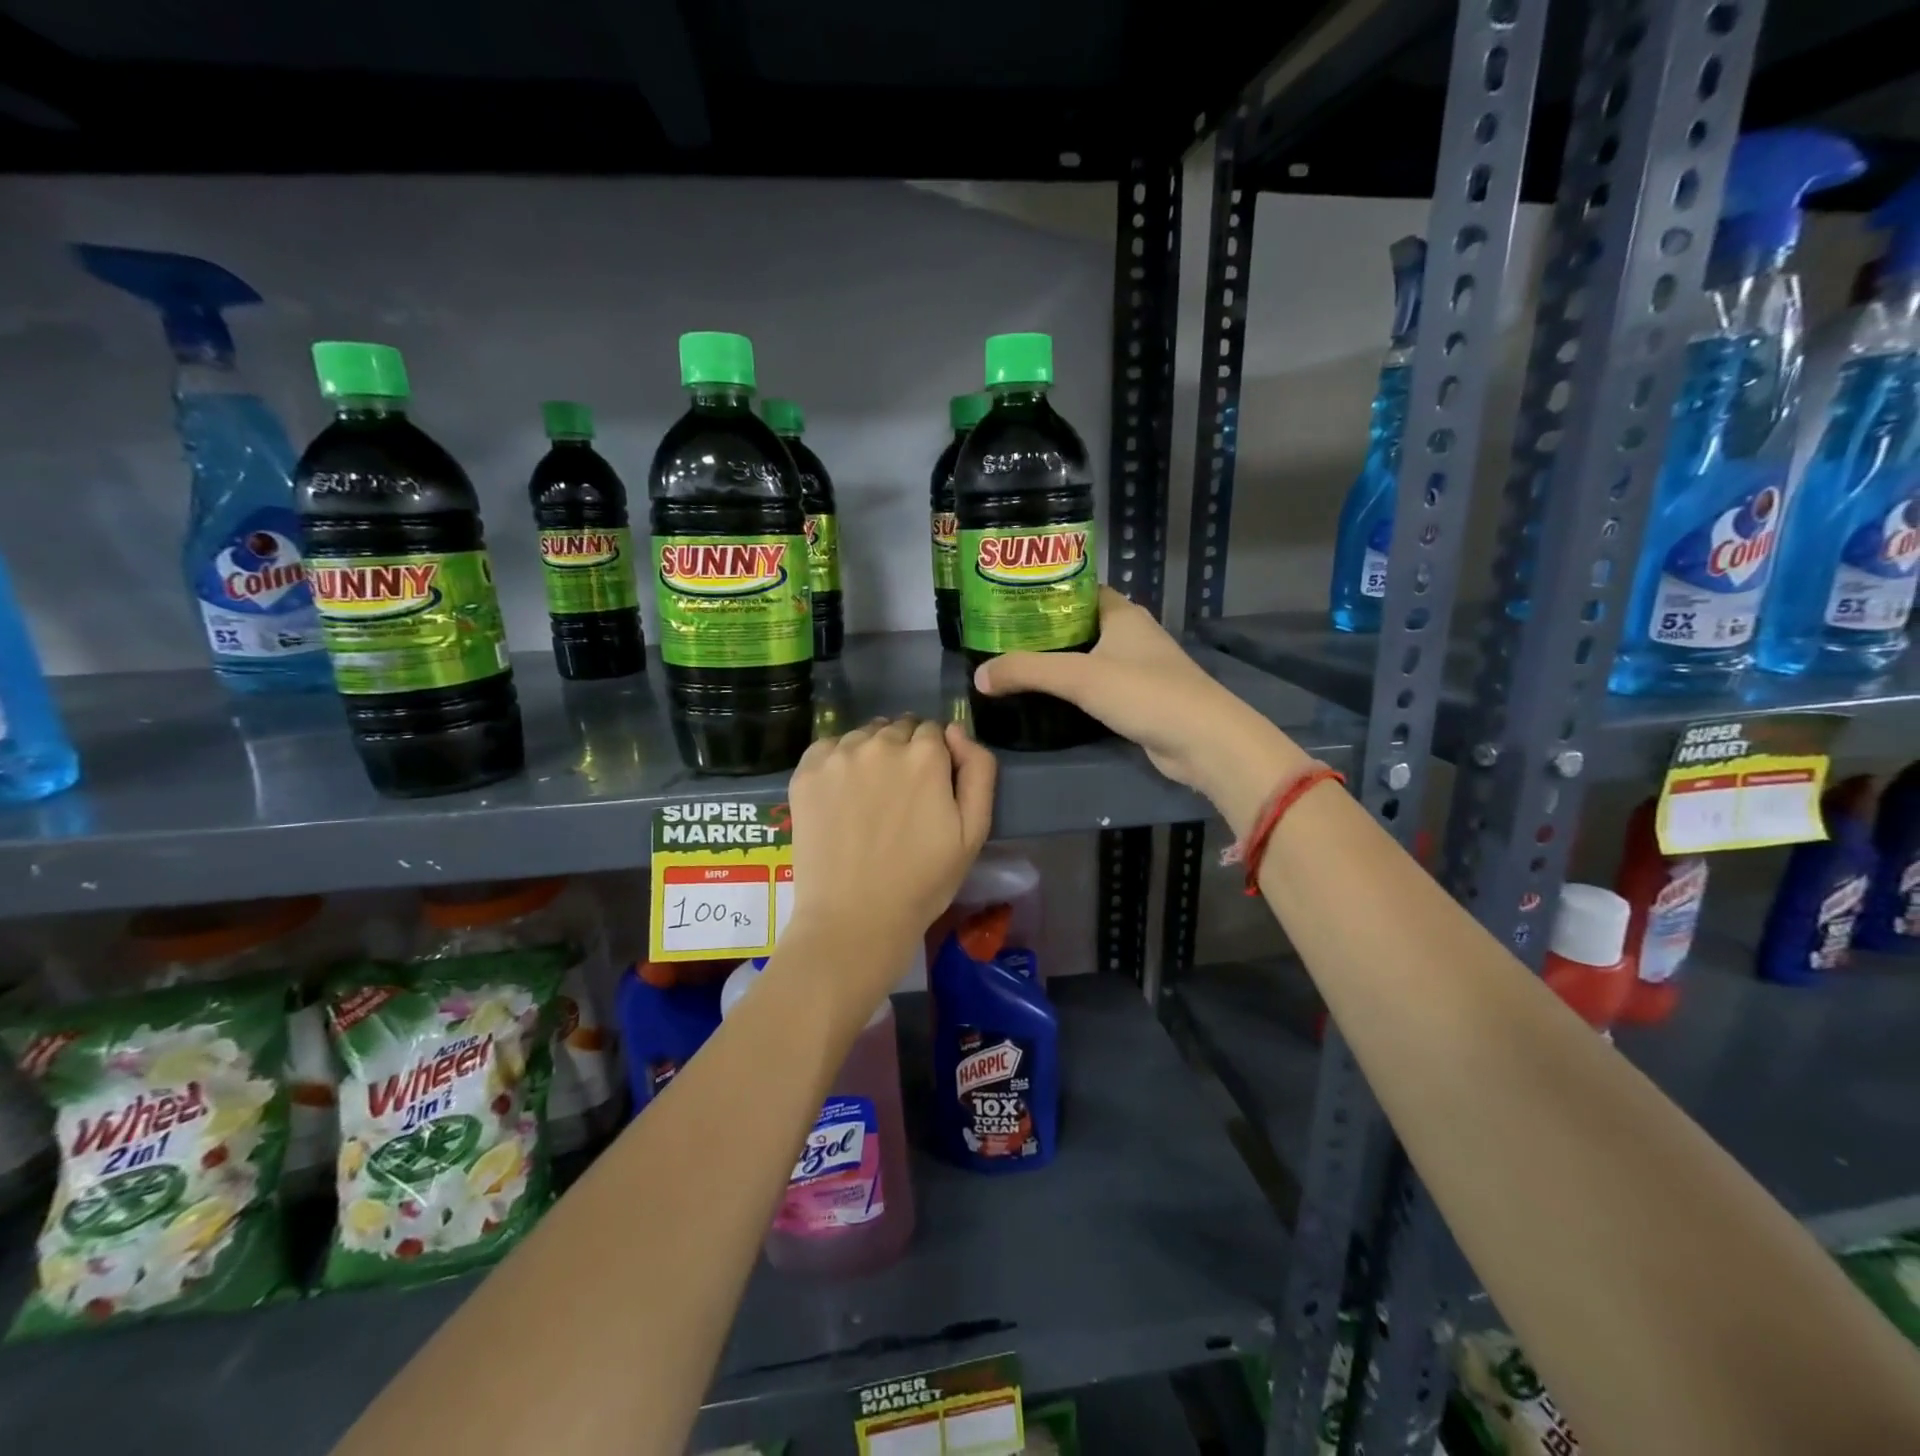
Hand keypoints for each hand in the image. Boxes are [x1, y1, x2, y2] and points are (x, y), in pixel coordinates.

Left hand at [786, 717, 996, 993]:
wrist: (855, 919)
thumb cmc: (923, 881)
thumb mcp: (974, 831)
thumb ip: (978, 769)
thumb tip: (955, 730)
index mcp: (925, 755)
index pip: (934, 731)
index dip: (935, 758)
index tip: (929, 788)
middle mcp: (881, 744)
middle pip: (898, 729)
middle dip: (904, 751)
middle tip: (899, 796)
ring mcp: (839, 756)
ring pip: (863, 736)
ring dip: (870, 754)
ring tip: (868, 798)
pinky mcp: (806, 772)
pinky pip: (829, 748)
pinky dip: (837, 762)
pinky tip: (840, 796)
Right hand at [974, 587, 1308, 832]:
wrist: (1202, 741)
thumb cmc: (1144, 693)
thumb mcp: (1079, 677)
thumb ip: (1027, 672)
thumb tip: (978, 677)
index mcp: (1122, 613)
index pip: (1077, 590)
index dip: (1043, 593)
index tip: (1006, 603)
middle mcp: (1131, 634)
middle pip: (1078, 624)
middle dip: (1042, 631)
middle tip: (1000, 639)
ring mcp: (1137, 668)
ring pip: (1088, 657)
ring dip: (1057, 663)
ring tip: (1013, 667)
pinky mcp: (1138, 699)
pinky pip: (1096, 685)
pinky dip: (1073, 689)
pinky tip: (1047, 698)